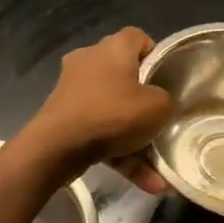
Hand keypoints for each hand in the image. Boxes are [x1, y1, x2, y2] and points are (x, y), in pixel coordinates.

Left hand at [23, 28, 173, 189]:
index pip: (138, 38)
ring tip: (159, 169)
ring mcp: (73, 90)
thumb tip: (159, 104)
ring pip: (113, 110)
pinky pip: (100, 132)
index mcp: (113, 48)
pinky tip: (147, 184)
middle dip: (144, 101)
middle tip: (161, 119)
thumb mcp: (158, 107)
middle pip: (125, 75)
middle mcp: (90, 61)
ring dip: (136, 139)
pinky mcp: (64, 117)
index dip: (155, 55)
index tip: (166, 79)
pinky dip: (120, 154)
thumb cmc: (113, 114)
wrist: (57, 146)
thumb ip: (166, 101)